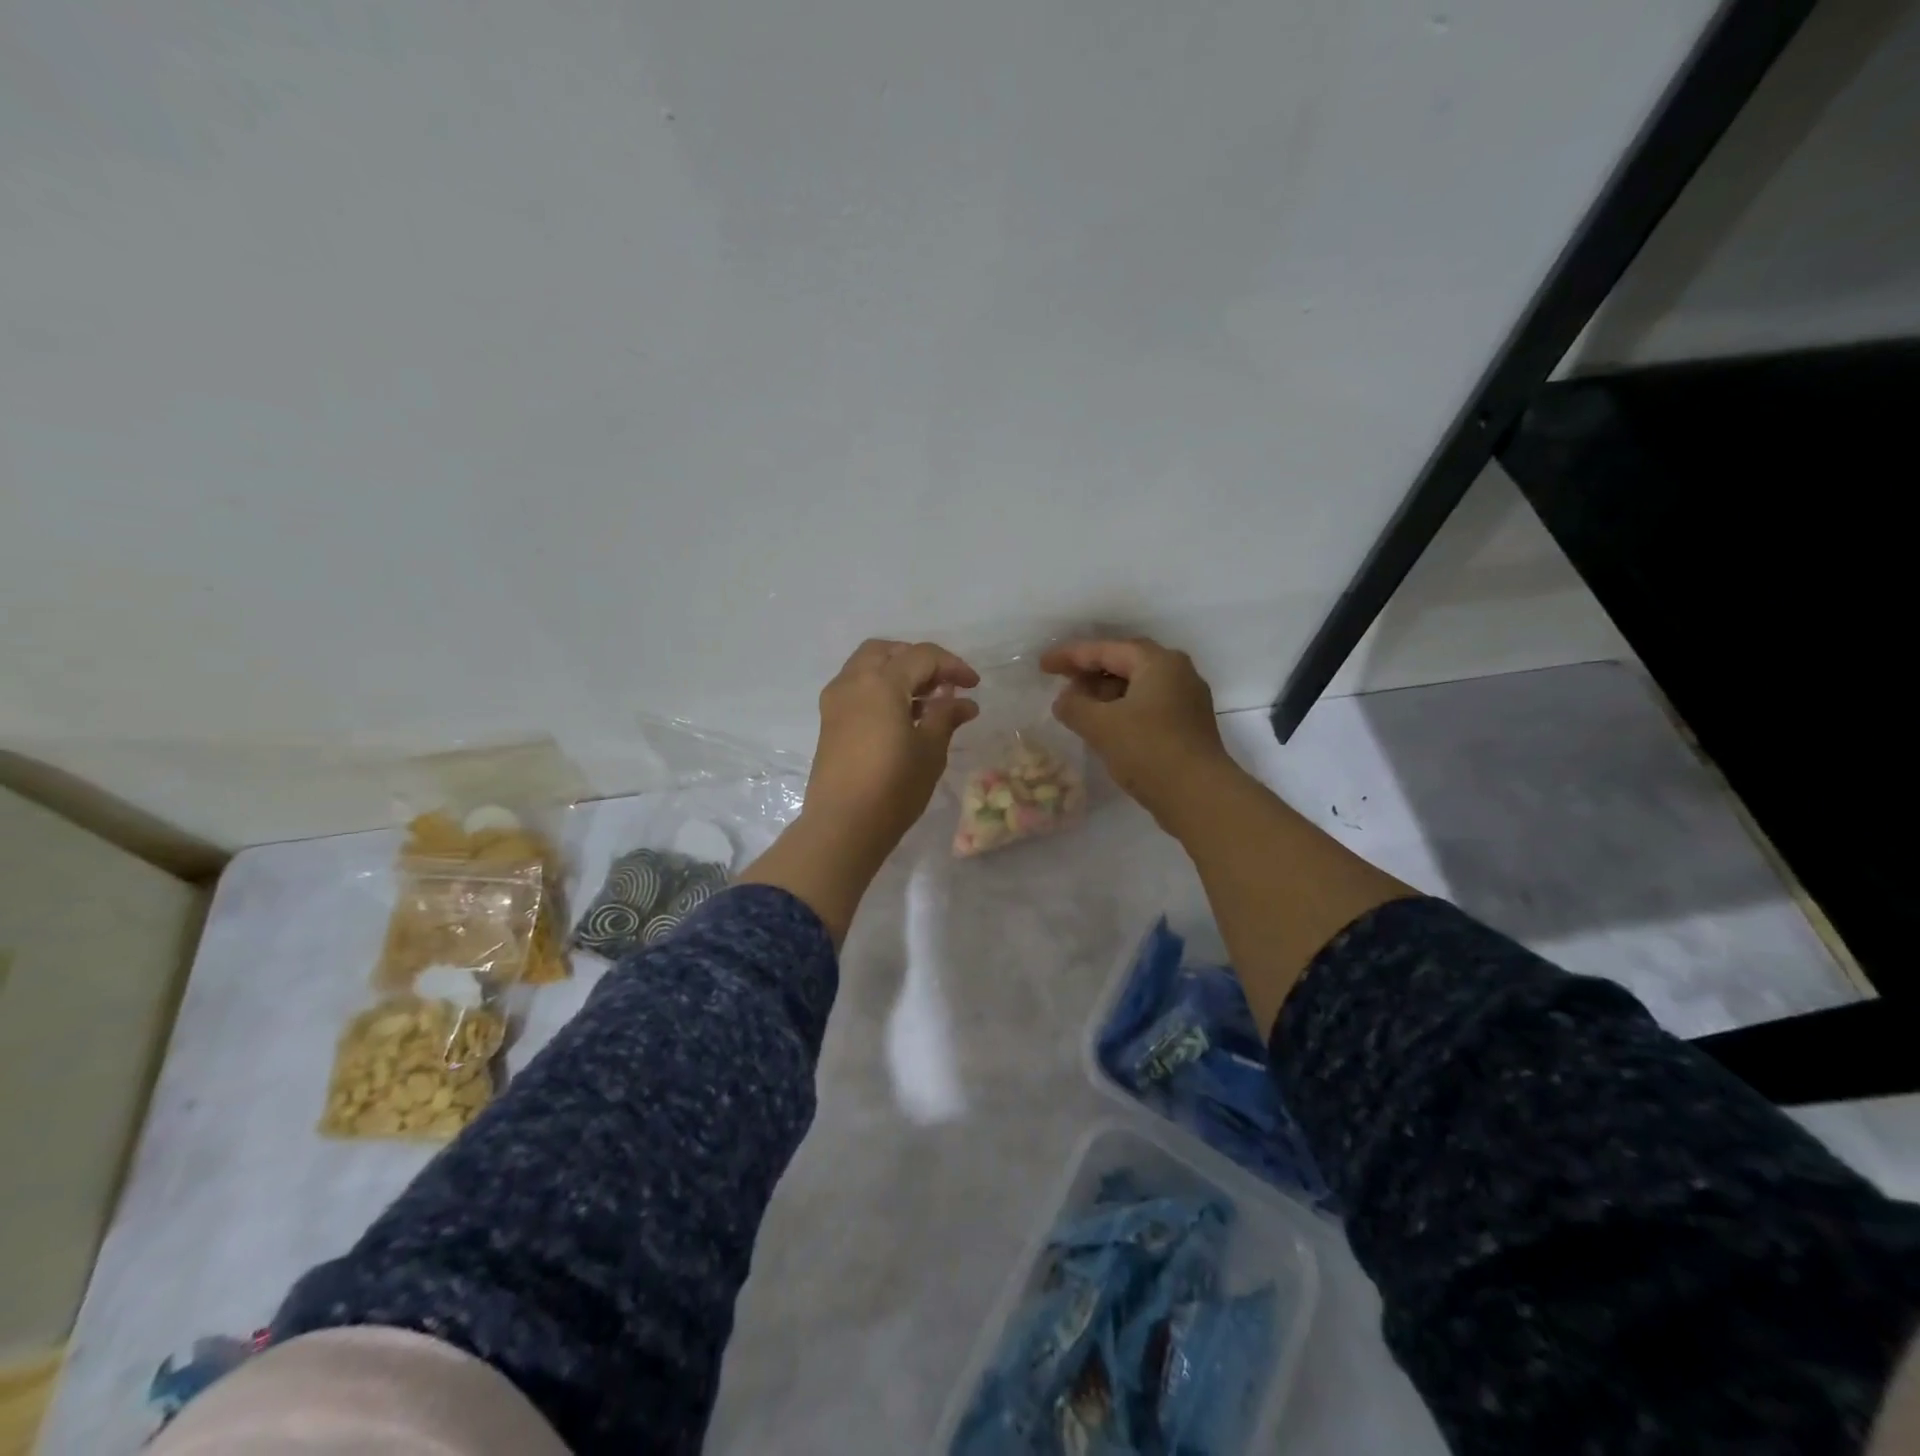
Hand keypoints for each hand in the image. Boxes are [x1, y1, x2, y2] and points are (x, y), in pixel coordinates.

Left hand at [803, 639, 980, 853]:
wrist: (842, 826)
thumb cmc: (893, 787)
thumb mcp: (930, 750)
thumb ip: (946, 717)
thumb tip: (964, 702)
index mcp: (881, 682)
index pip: (922, 656)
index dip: (952, 666)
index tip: (973, 686)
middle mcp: (853, 681)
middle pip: (888, 651)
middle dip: (919, 660)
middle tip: (944, 685)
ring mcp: (836, 701)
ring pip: (867, 666)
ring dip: (897, 672)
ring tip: (925, 702)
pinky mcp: (829, 721)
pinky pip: (857, 687)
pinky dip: (880, 688)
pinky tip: (901, 716)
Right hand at [1040, 637, 1236, 827]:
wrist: (1199, 797)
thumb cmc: (1148, 751)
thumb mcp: (1101, 726)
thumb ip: (1074, 706)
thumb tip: (1064, 700)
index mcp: (1158, 663)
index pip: (1106, 649)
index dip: (1070, 656)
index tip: (1043, 665)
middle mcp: (1177, 673)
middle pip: (1125, 663)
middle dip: (1090, 672)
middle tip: (1060, 681)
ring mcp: (1186, 700)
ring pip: (1137, 686)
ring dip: (1105, 693)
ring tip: (1077, 706)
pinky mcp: (1187, 726)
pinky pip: (1147, 706)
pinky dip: (1121, 710)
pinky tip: (1103, 726)